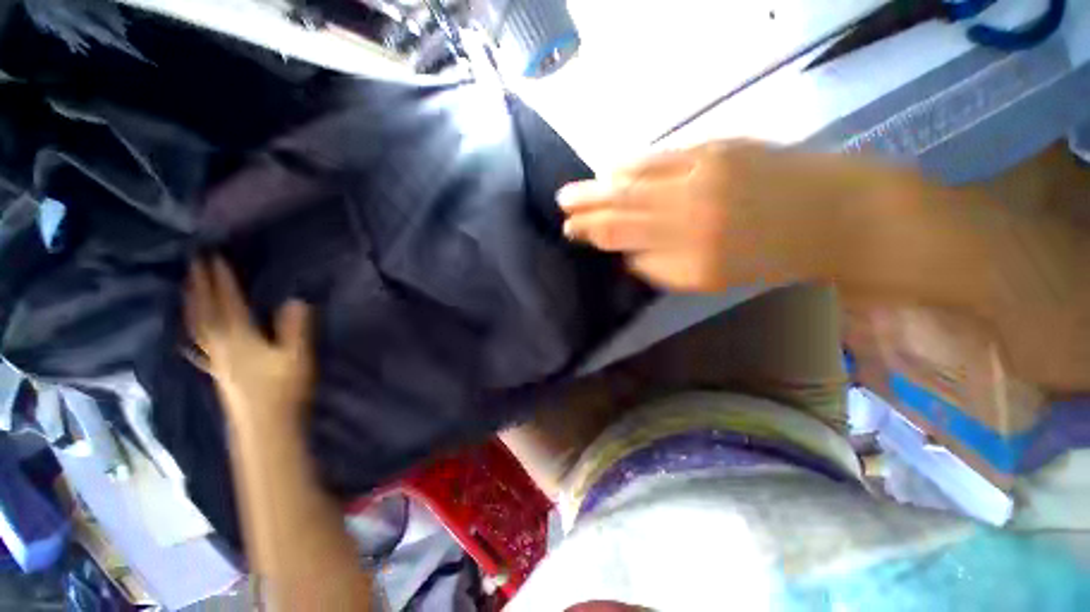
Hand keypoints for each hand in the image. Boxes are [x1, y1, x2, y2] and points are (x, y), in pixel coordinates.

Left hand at [185, 257, 314, 425]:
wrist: (263, 424)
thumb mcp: (296, 356)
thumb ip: (295, 328)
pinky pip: (197, 341)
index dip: (221, 279)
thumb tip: (296, 299)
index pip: (228, 301)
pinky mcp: (215, 369)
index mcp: (239, 336)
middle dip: (200, 284)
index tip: (215, 257)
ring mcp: (214, 357)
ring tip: (187, 285)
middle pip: (204, 309)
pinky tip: (188, 329)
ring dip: (191, 302)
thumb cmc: (283, 388)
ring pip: (196, 324)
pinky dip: (191, 328)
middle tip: (193, 262)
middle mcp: (220, 342)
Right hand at [557, 142, 856, 291]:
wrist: (830, 215)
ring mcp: (699, 179)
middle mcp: (686, 219)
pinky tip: (610, 167)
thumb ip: (659, 268)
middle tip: (561, 208)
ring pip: (634, 183)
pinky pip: (660, 157)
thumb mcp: (707, 280)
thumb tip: (624, 254)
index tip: (570, 231)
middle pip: (620, 211)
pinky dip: (630, 163)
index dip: (591, 234)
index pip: (621, 241)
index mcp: (684, 258)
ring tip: (573, 190)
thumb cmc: (767, 256)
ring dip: (598, 187)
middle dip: (586, 210)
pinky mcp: (716, 150)